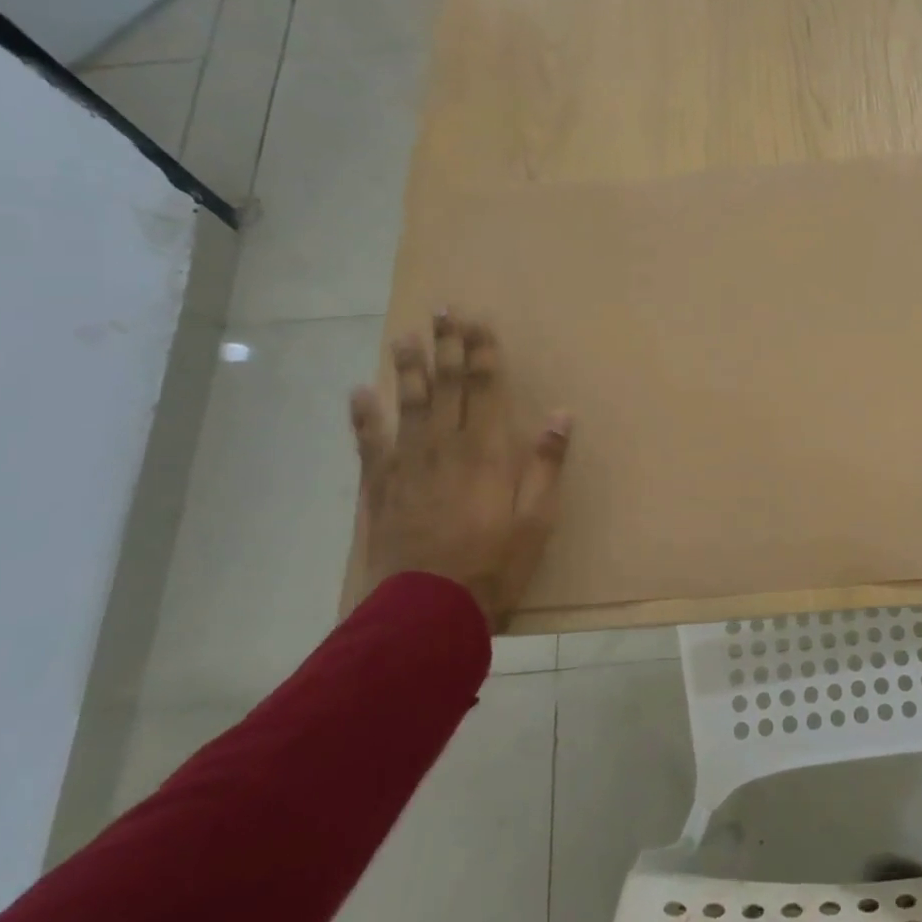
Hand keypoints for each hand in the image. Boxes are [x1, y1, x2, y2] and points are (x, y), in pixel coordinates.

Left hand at [349, 311, 571, 625]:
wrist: (427, 609)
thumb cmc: (493, 564)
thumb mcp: (537, 518)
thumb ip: (546, 464)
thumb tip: (561, 414)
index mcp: (485, 452)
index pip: (483, 389)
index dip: (481, 353)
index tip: (477, 321)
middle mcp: (445, 447)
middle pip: (445, 387)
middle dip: (446, 347)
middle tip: (441, 311)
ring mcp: (408, 465)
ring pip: (408, 405)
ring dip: (408, 369)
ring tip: (404, 337)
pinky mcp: (381, 487)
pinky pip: (370, 442)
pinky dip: (364, 416)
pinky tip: (360, 392)